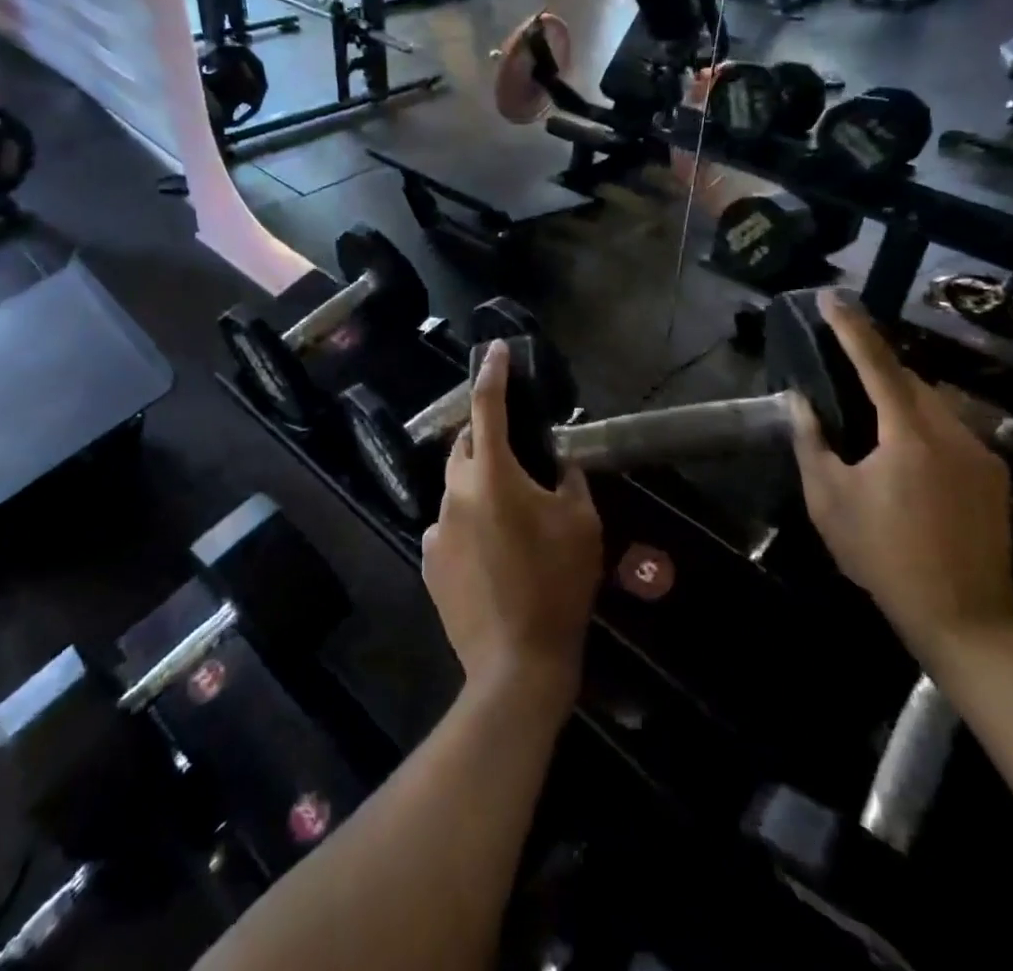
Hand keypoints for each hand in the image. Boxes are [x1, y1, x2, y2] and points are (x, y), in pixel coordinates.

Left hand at [421, 341, 601, 710]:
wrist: (517, 663)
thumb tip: (561, 461)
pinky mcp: (430, 561)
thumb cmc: (558, 585)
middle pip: (465, 444)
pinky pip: (449, 524)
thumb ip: (570, 479)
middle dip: (485, 433)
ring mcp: (438, 528)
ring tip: (509, 510)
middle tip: (515, 446)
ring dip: (479, 483)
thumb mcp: (582, 524)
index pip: (487, 407)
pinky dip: (468, 520)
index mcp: (493, 475)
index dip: (492, 374)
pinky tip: (493, 550)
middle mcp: (456, 493)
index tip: (494, 349)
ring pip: (457, 487)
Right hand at [790, 291, 1012, 665]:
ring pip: (934, 404)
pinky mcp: (994, 478)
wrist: (965, 621)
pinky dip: (920, 422)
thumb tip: (799, 401)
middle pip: (911, 379)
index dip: (850, 326)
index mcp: (910, 433)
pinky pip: (950, 430)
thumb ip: (811, 443)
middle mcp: (953, 432)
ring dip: (899, 395)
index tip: (830, 296)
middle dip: (876, 362)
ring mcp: (982, 455)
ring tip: (867, 407)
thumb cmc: (884, 556)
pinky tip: (901, 449)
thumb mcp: (829, 500)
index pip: (876, 363)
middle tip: (842, 358)